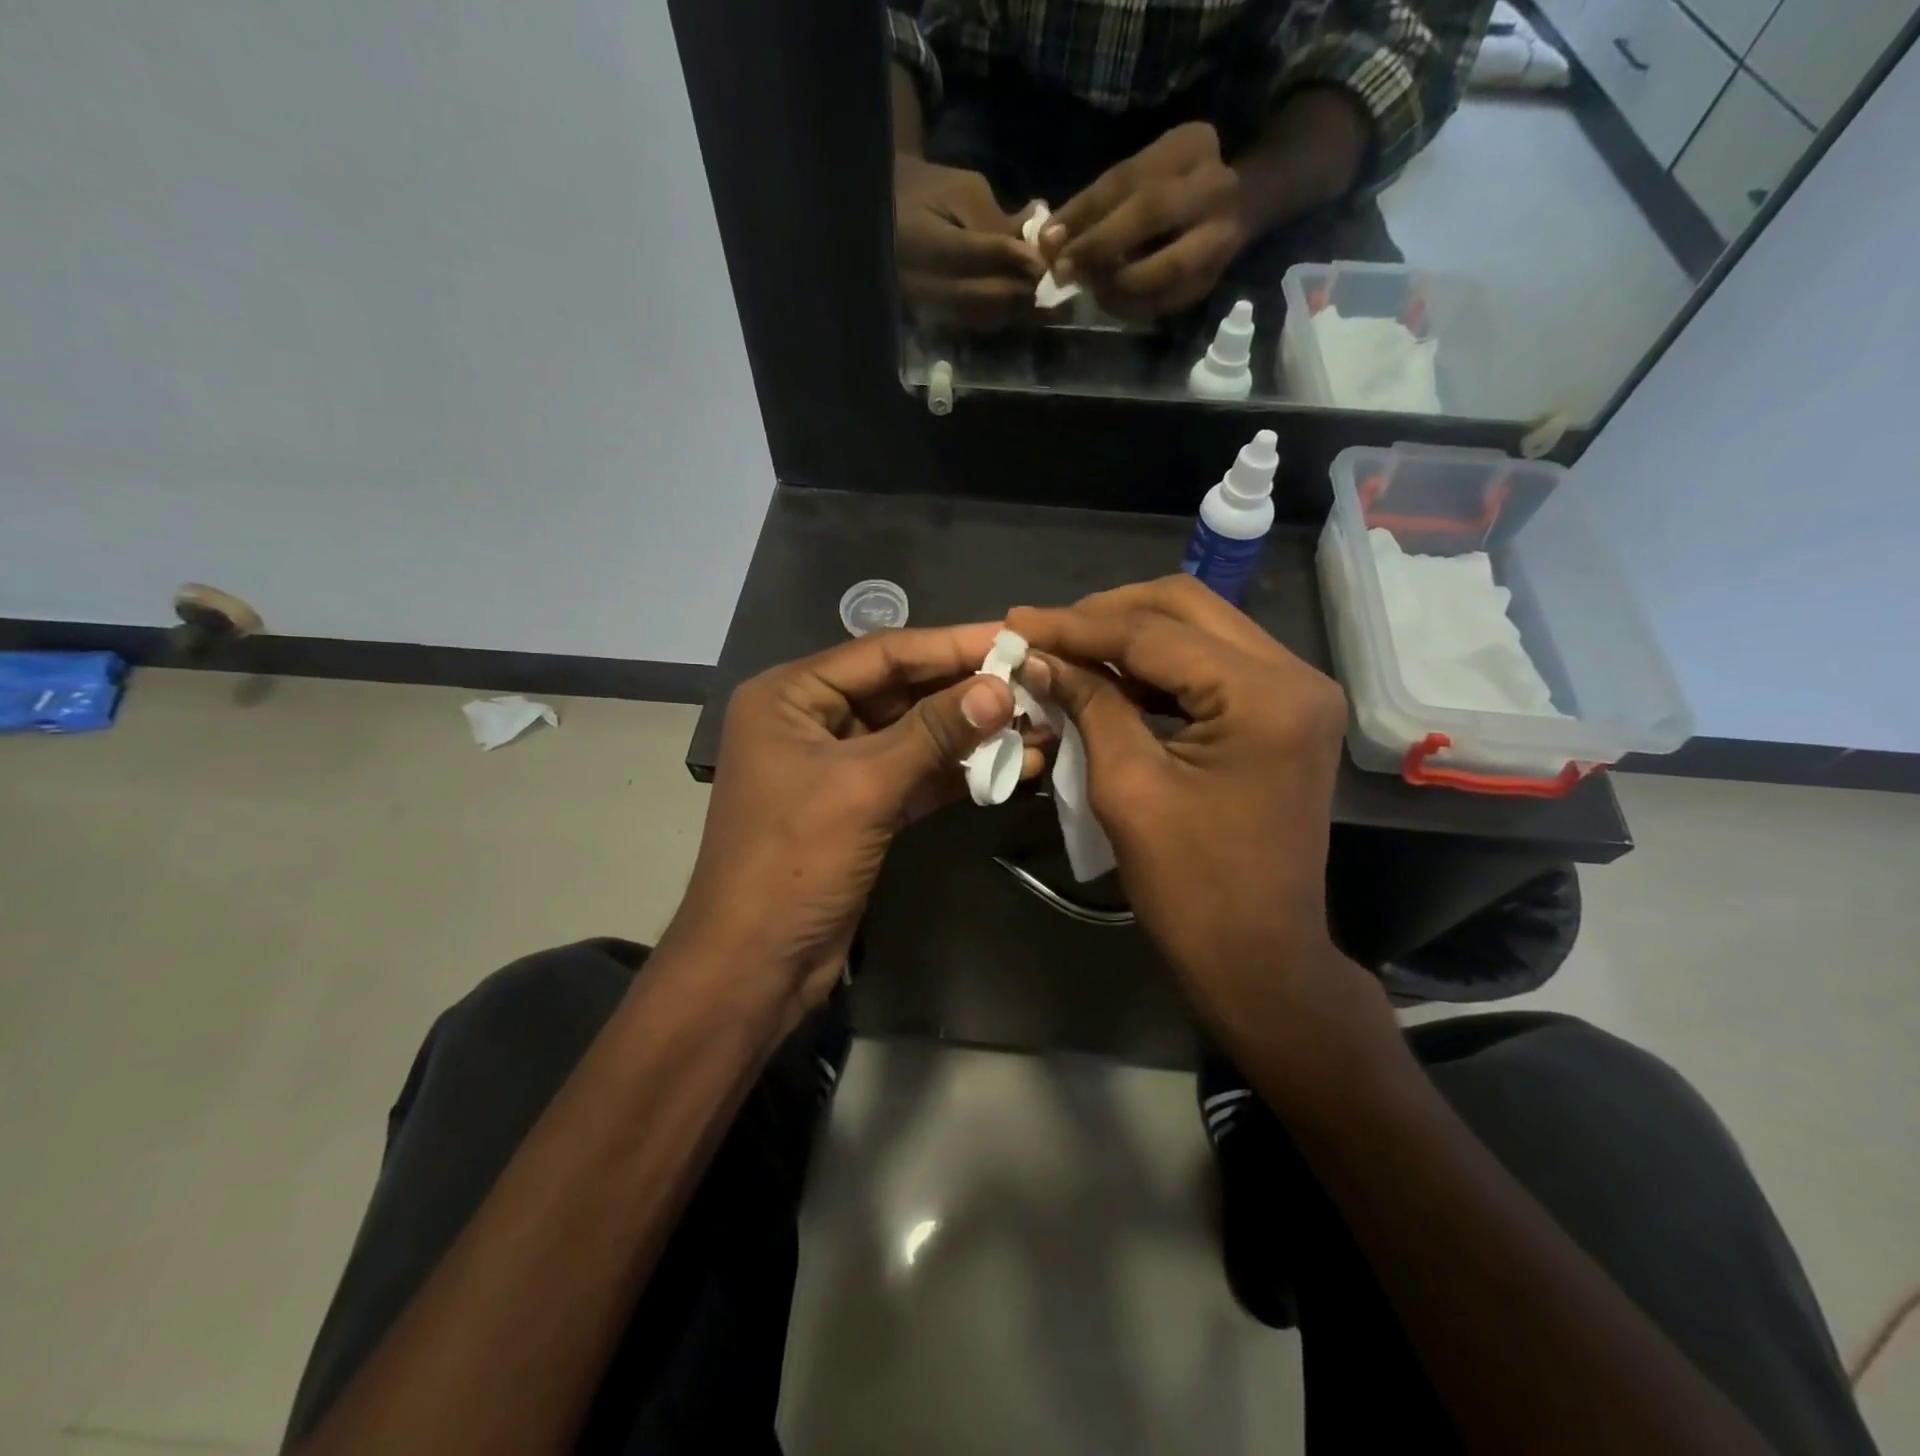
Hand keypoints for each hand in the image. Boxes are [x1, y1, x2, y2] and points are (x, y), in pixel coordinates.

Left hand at [666, 625, 1040, 1031]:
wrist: (756, 967)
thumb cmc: (793, 862)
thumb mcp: (864, 786)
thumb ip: (934, 732)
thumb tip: (1000, 686)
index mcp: (790, 695)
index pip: (884, 653)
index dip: (952, 644)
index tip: (1014, 636)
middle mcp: (812, 719)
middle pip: (903, 690)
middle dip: (968, 691)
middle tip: (1035, 682)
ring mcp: (839, 765)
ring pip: (915, 735)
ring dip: (973, 734)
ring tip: (1039, 724)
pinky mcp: (862, 806)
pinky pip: (917, 775)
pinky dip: (960, 773)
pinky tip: (1015, 766)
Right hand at [895, 157, 1044, 330]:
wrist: (887, 214)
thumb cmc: (928, 192)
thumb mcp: (962, 189)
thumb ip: (997, 217)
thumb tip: (1034, 244)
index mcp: (920, 239)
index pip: (971, 254)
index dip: (1009, 258)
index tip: (1041, 260)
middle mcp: (919, 281)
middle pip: (978, 296)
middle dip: (1016, 290)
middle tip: (1047, 282)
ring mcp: (924, 306)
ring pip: (978, 316)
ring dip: (1012, 309)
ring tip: (1037, 293)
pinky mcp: (932, 319)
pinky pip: (972, 323)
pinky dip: (999, 315)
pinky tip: (1017, 303)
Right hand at [1008, 577, 1382, 1050]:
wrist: (1259, 957)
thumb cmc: (1191, 887)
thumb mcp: (1128, 788)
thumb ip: (1089, 705)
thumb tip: (1039, 657)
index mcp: (1263, 695)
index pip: (1154, 632)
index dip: (1077, 625)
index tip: (1017, 621)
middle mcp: (1294, 674)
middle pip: (1186, 608)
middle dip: (1107, 614)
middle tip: (1046, 633)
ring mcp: (1296, 692)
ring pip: (1200, 629)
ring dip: (1131, 635)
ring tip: (1068, 651)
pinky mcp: (1284, 714)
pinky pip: (1212, 665)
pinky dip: (1158, 666)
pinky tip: (1111, 678)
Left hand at [1043, 123, 1247, 321]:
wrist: (1243, 205)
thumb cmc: (1173, 188)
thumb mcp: (1140, 177)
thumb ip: (1097, 204)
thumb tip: (1048, 241)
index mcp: (1190, 146)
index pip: (1128, 177)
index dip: (1084, 211)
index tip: (1048, 240)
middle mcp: (1213, 187)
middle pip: (1152, 212)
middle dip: (1100, 245)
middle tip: (1064, 271)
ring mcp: (1220, 237)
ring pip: (1164, 268)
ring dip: (1116, 285)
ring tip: (1089, 288)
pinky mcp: (1211, 280)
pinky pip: (1165, 302)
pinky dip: (1131, 307)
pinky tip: (1109, 301)